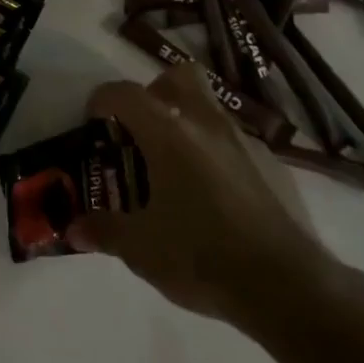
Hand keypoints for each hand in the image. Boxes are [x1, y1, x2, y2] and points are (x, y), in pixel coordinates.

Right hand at [69, 63, 334, 324]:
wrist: (288, 286)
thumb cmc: (201, 257)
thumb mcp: (140, 250)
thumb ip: (104, 231)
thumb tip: (75, 230)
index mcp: (169, 135)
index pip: (126, 94)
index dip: (102, 99)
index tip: (93, 120)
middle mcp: (207, 126)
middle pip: (180, 77)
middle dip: (156, 91)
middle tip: (141, 127)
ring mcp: (246, 144)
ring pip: (211, 110)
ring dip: (188, 124)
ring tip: (175, 171)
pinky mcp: (273, 168)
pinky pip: (236, 144)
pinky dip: (217, 155)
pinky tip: (214, 198)